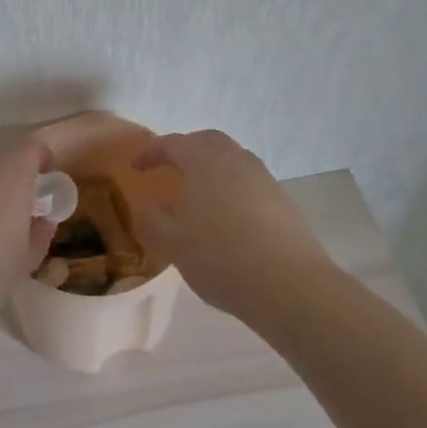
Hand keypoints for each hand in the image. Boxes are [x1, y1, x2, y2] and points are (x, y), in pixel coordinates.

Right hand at [132, 130, 334, 319]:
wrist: (290, 286)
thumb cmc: (222, 259)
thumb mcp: (173, 244)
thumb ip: (153, 220)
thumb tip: (149, 205)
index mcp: (205, 162)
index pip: (173, 143)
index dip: (151, 153)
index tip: (136, 169)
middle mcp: (237, 160)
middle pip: (207, 141)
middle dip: (185, 150)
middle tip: (169, 169)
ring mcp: (264, 179)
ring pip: (232, 159)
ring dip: (211, 168)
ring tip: (197, 194)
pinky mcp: (283, 200)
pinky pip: (249, 181)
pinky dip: (231, 187)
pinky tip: (226, 217)